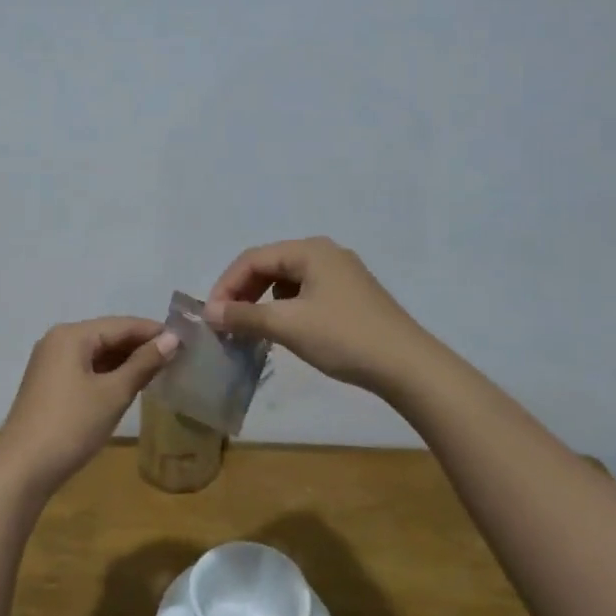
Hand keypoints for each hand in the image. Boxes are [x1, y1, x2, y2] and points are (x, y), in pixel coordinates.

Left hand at [0, 317, 180, 496]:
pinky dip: (107, 373)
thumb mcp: (113, 393)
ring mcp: (50, 362)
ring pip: (96, 353)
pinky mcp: (48, 384)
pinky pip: (85, 368)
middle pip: (107, 335)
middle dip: (140, 346)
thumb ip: (144, 363)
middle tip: (176, 358)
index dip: (154, 331)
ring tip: (159, 372)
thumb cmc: (71, 425)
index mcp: (72, 335)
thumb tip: (172, 338)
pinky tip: (128, 385)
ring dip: (125, 361)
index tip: (186, 341)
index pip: (122, 324)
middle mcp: (58, 340)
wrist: (22, 469)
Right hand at [204, 237, 432, 394]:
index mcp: (309, 250)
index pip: (252, 258)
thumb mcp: (288, 325)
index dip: (226, 285)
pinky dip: (286, 307)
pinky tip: (285, 330)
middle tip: (226, 322)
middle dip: (243, 292)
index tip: (211, 316)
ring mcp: (341, 273)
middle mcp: (325, 253)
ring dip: (263, 301)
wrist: (407, 365)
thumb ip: (244, 315)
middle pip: (269, 265)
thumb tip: (209, 312)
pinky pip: (306, 292)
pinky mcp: (351, 295)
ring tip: (251, 328)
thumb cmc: (343, 337)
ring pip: (287, 280)